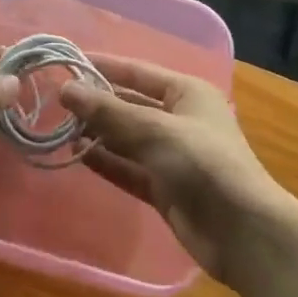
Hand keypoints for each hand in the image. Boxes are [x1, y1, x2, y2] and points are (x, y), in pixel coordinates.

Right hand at [58, 55, 293, 283]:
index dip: (103, 67)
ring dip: (98, 133)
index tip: (66, 63)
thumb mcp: (155, 130)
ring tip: (59, 127)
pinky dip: (106, 161)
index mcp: (186, 93)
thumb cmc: (204, 164)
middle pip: (130, 105)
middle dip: (96, 103)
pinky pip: (129, 168)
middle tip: (55, 100)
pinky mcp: (165, 188)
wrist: (243, 233)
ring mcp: (172, 156)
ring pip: (127, 138)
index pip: (137, 72)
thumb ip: (109, 112)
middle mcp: (179, 119)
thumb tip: (66, 90)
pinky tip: (78, 154)